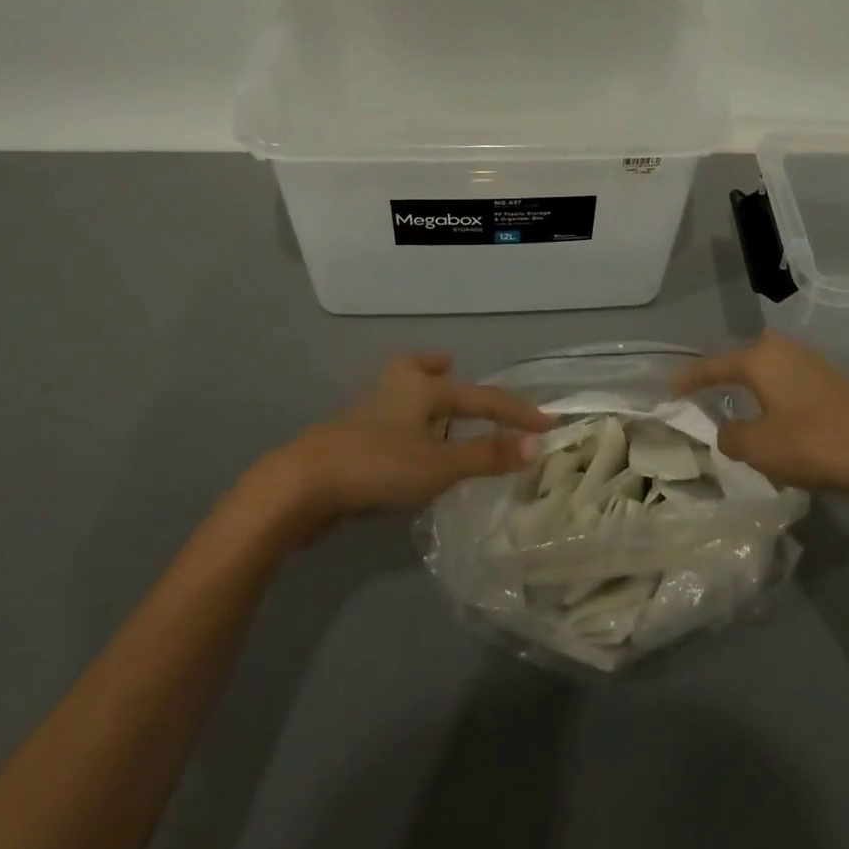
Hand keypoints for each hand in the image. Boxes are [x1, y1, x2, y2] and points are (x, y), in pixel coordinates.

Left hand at [257, 353, 550, 538]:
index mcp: (422, 387)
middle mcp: (396, 389)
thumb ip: (486, 455)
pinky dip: (403, 419)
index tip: (546, 423)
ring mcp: (368, 411)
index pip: (482, 397)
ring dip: (420, 392)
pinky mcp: (350, 437)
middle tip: (452, 363)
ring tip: (432, 399)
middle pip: (422, 371)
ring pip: (402, 392)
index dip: (516, 412)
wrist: (302, 485)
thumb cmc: (378, 466)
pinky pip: (389, 418)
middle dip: (439, 368)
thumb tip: (536, 444)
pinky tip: (403, 442)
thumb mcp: (440, 465)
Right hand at [673, 332, 848, 496]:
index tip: (671, 389)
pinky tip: (779, 416)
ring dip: (754, 385)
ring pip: (770, 367)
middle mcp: (783, 350)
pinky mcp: (832, 381)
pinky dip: (776, 393)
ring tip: (743, 407)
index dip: (689, 379)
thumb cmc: (813, 444)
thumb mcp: (758, 448)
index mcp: (759, 359)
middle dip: (726, 373)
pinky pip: (790, 379)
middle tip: (710, 393)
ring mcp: (812, 362)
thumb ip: (731, 437)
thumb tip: (729, 431)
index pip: (713, 367)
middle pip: (744, 356)